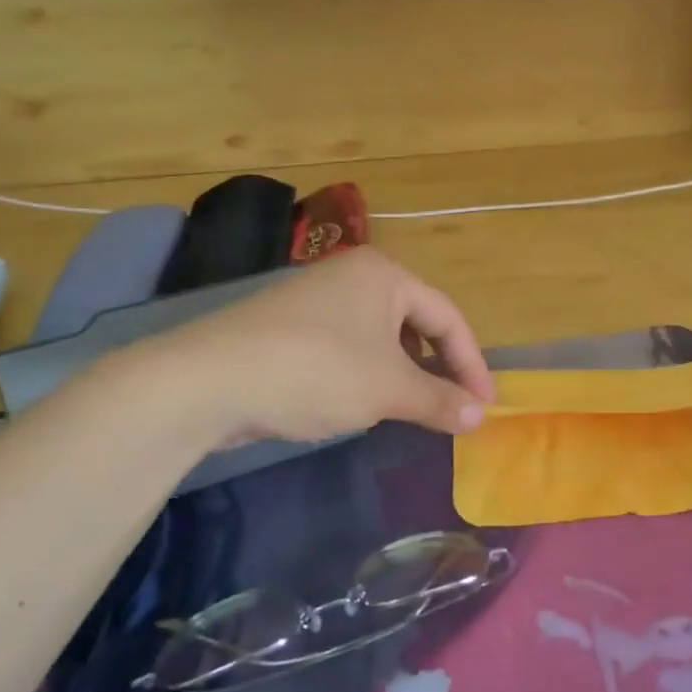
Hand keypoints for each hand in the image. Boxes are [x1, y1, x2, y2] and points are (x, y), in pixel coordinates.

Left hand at [128, 249, 495, 447]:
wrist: (207, 381)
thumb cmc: (315, 371)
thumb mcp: (387, 389)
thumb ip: (438, 400)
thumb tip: (479, 416)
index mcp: (384, 275)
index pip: (448, 316)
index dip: (472, 363)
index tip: (484, 405)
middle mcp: (353, 275)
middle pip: (416, 321)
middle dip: (438, 366)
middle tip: (454, 406)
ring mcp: (317, 298)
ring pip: (380, 336)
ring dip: (404, 372)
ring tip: (413, 407)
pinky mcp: (290, 326)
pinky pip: (348, 345)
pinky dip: (368, 372)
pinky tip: (362, 401)